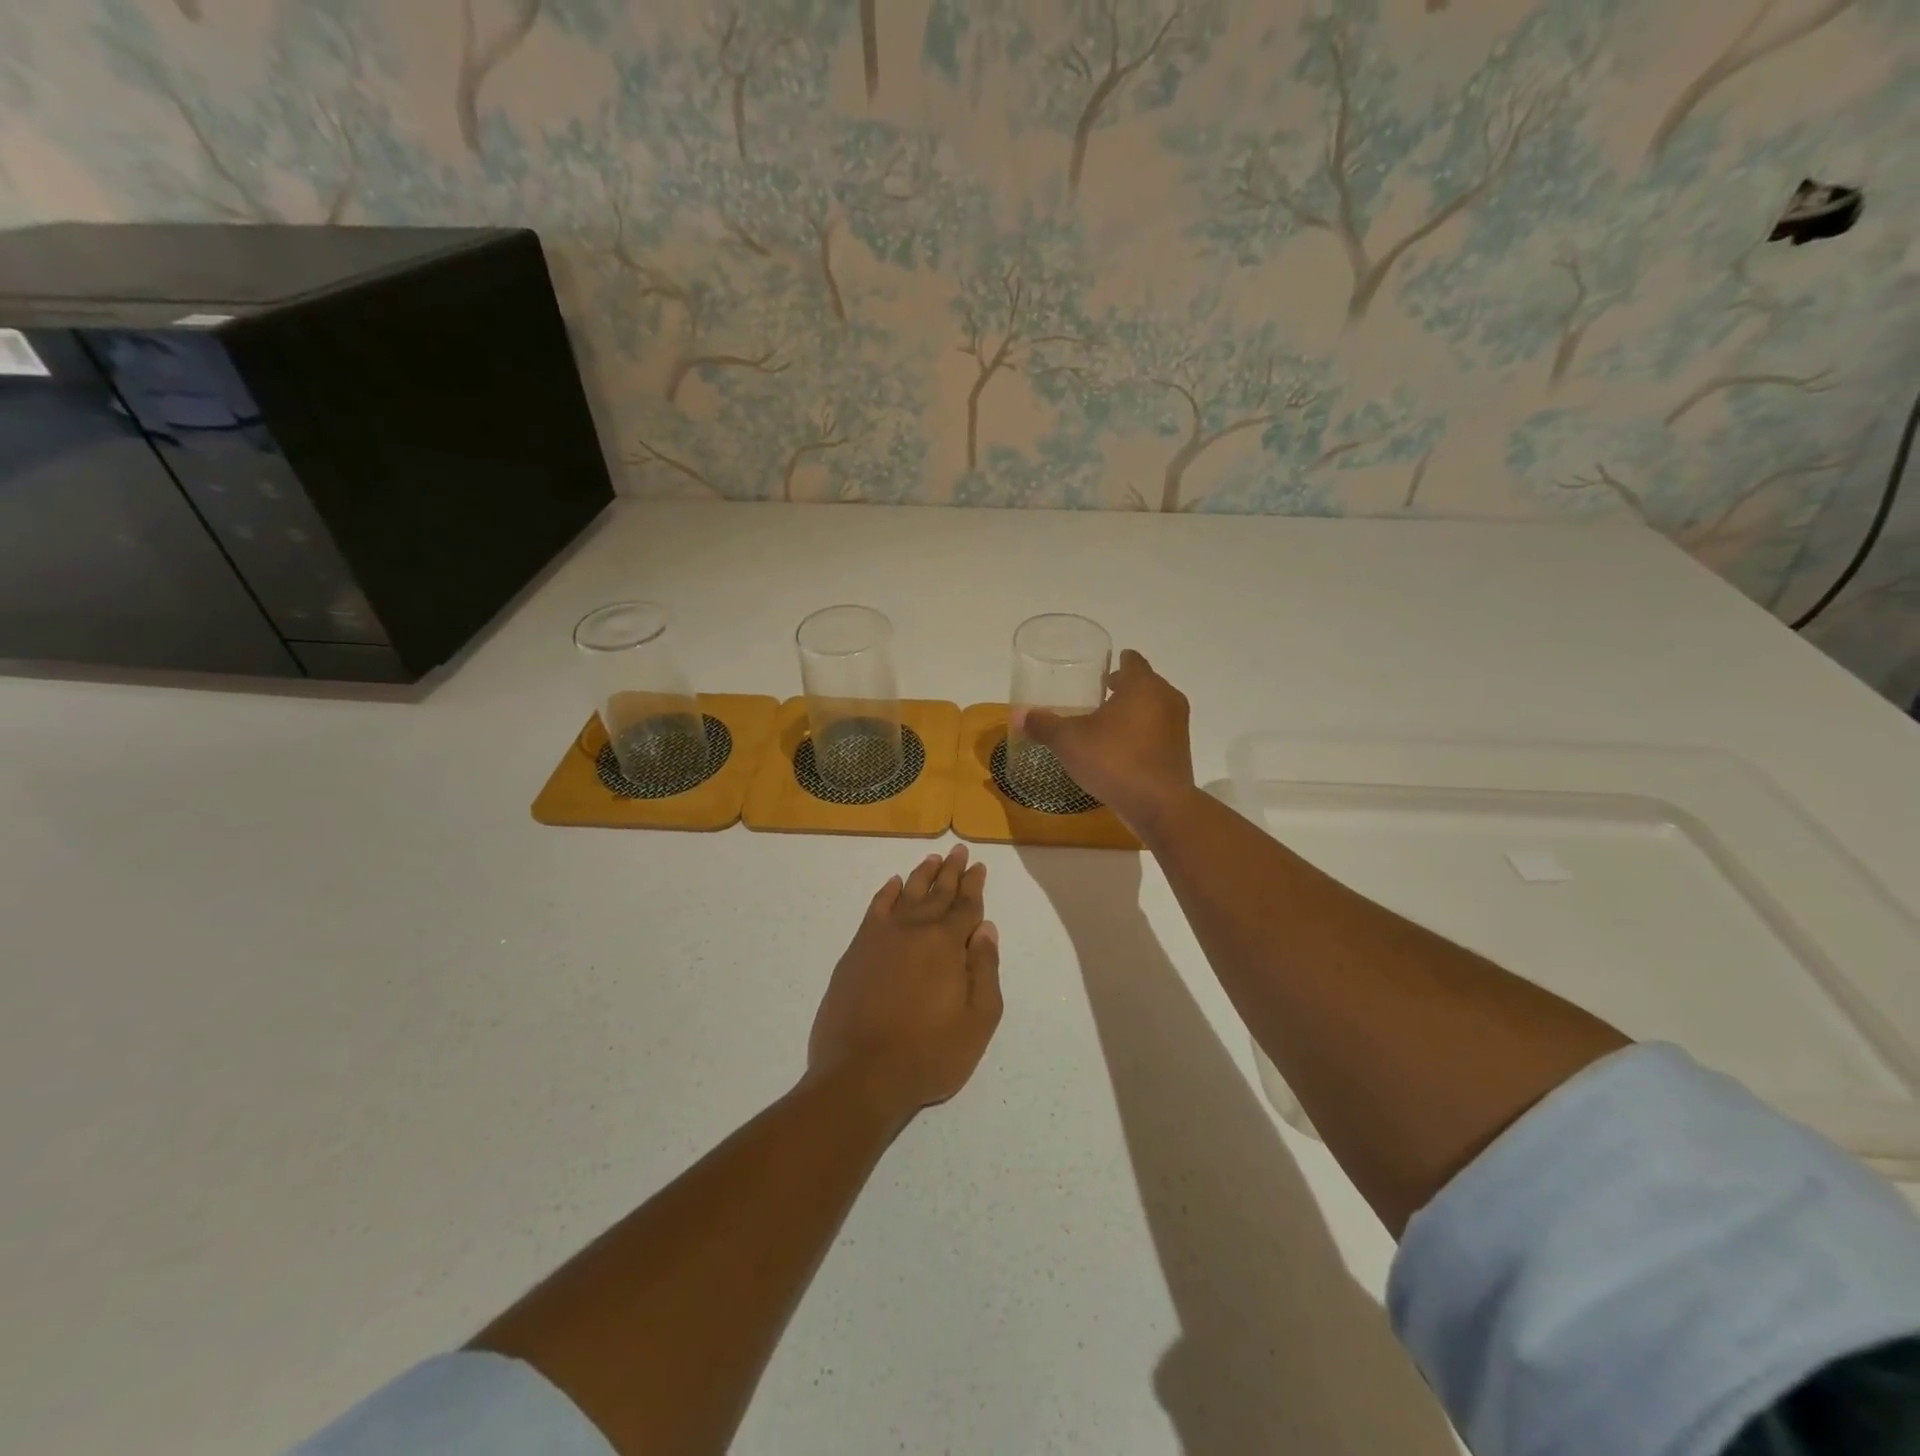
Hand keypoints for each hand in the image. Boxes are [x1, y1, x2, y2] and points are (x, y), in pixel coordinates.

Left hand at [807, 845, 1002, 1123]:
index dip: (974, 885)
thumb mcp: (978, 1021)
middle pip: (937, 893)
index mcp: (947, 944)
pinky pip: (875, 910)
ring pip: (906, 894)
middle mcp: (915, 930)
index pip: (966, 907)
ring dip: (921, 875)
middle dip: (951, 871)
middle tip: (958, 850)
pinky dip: (886, 893)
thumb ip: (985, 970)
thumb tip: (986, 930)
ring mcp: (881, 938)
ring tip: (932, 859)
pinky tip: (893, 884)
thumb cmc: (929, 1054)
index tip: (979, 866)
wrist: (861, 1074)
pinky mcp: (856, 951)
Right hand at [1018, 649, 1194, 835]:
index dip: (1116, 662)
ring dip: (1134, 712)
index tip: (1099, 671)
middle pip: (1144, 683)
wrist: (1160, 805)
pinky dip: (1143, 734)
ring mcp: (1178, 725)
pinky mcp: (1181, 751)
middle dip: (1123, 688)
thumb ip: (1045, 725)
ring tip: (1106, 724)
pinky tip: (1121, 749)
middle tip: (1097, 695)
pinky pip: (1158, 732)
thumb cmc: (1114, 760)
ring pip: (1153, 708)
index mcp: (1142, 685)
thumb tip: (1019, 715)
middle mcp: (1166, 698)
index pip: (1132, 660)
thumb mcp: (1069, 741)